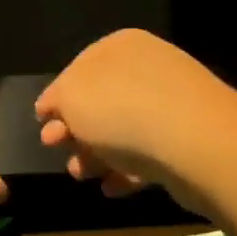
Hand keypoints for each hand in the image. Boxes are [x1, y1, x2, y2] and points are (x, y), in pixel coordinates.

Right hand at [34, 29, 236, 209]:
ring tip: (80, 175)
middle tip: (55, 148)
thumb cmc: (121, 110)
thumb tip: (53, 107)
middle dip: (74, 129)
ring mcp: (172, 104)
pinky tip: (111, 188)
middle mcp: (148, 68)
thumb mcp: (71, 96)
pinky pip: (148, 154)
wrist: (195, 143)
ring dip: (95, 154)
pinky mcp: (187, 140)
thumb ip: (57, 98)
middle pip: (101, 102)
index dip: (57, 97)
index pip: (78, 68)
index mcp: (119, 47)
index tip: (41, 123)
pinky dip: (126, 171)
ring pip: (123, 131)